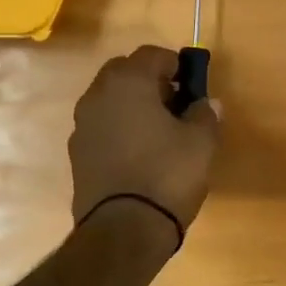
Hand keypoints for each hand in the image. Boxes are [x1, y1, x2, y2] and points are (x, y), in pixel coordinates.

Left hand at [70, 46, 221, 236]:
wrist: (124, 230)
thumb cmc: (168, 174)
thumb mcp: (201, 142)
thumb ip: (205, 114)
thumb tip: (207, 103)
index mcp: (128, 82)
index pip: (152, 54)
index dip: (176, 65)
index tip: (192, 84)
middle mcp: (97, 96)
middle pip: (124, 73)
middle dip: (149, 81)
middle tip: (175, 103)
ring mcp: (82, 126)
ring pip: (110, 100)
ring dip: (132, 106)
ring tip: (160, 132)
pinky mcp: (77, 155)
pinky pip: (102, 128)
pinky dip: (119, 130)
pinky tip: (140, 154)